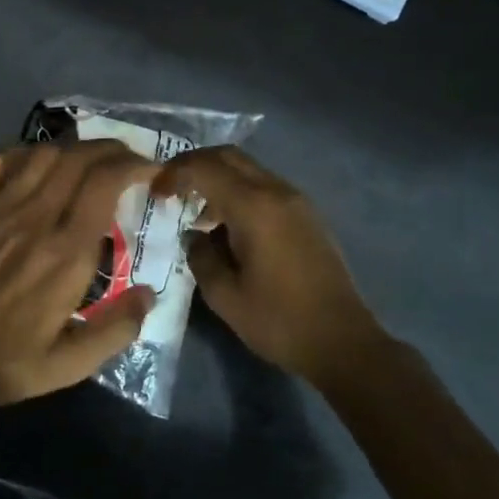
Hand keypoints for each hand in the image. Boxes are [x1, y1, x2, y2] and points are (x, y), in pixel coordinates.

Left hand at [0, 139, 156, 412]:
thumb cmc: (4, 362)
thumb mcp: (68, 366)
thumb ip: (115, 330)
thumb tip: (149, 295)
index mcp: (65, 254)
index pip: (104, 183)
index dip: (133, 166)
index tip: (150, 171)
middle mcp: (34, 219)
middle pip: (78, 158)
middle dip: (111, 149)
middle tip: (128, 159)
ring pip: (42, 154)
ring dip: (73, 149)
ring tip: (89, 160)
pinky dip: (24, 153)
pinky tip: (36, 164)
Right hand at [153, 147, 384, 387]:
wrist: (342, 341)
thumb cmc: (279, 321)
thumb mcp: (225, 296)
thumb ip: (201, 256)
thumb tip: (194, 235)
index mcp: (254, 207)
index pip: (205, 168)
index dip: (174, 174)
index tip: (155, 193)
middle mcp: (277, 192)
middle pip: (229, 156)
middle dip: (194, 164)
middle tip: (170, 187)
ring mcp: (296, 201)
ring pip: (248, 169)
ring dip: (218, 178)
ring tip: (196, 210)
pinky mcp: (307, 215)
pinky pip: (264, 186)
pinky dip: (239, 191)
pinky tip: (227, 224)